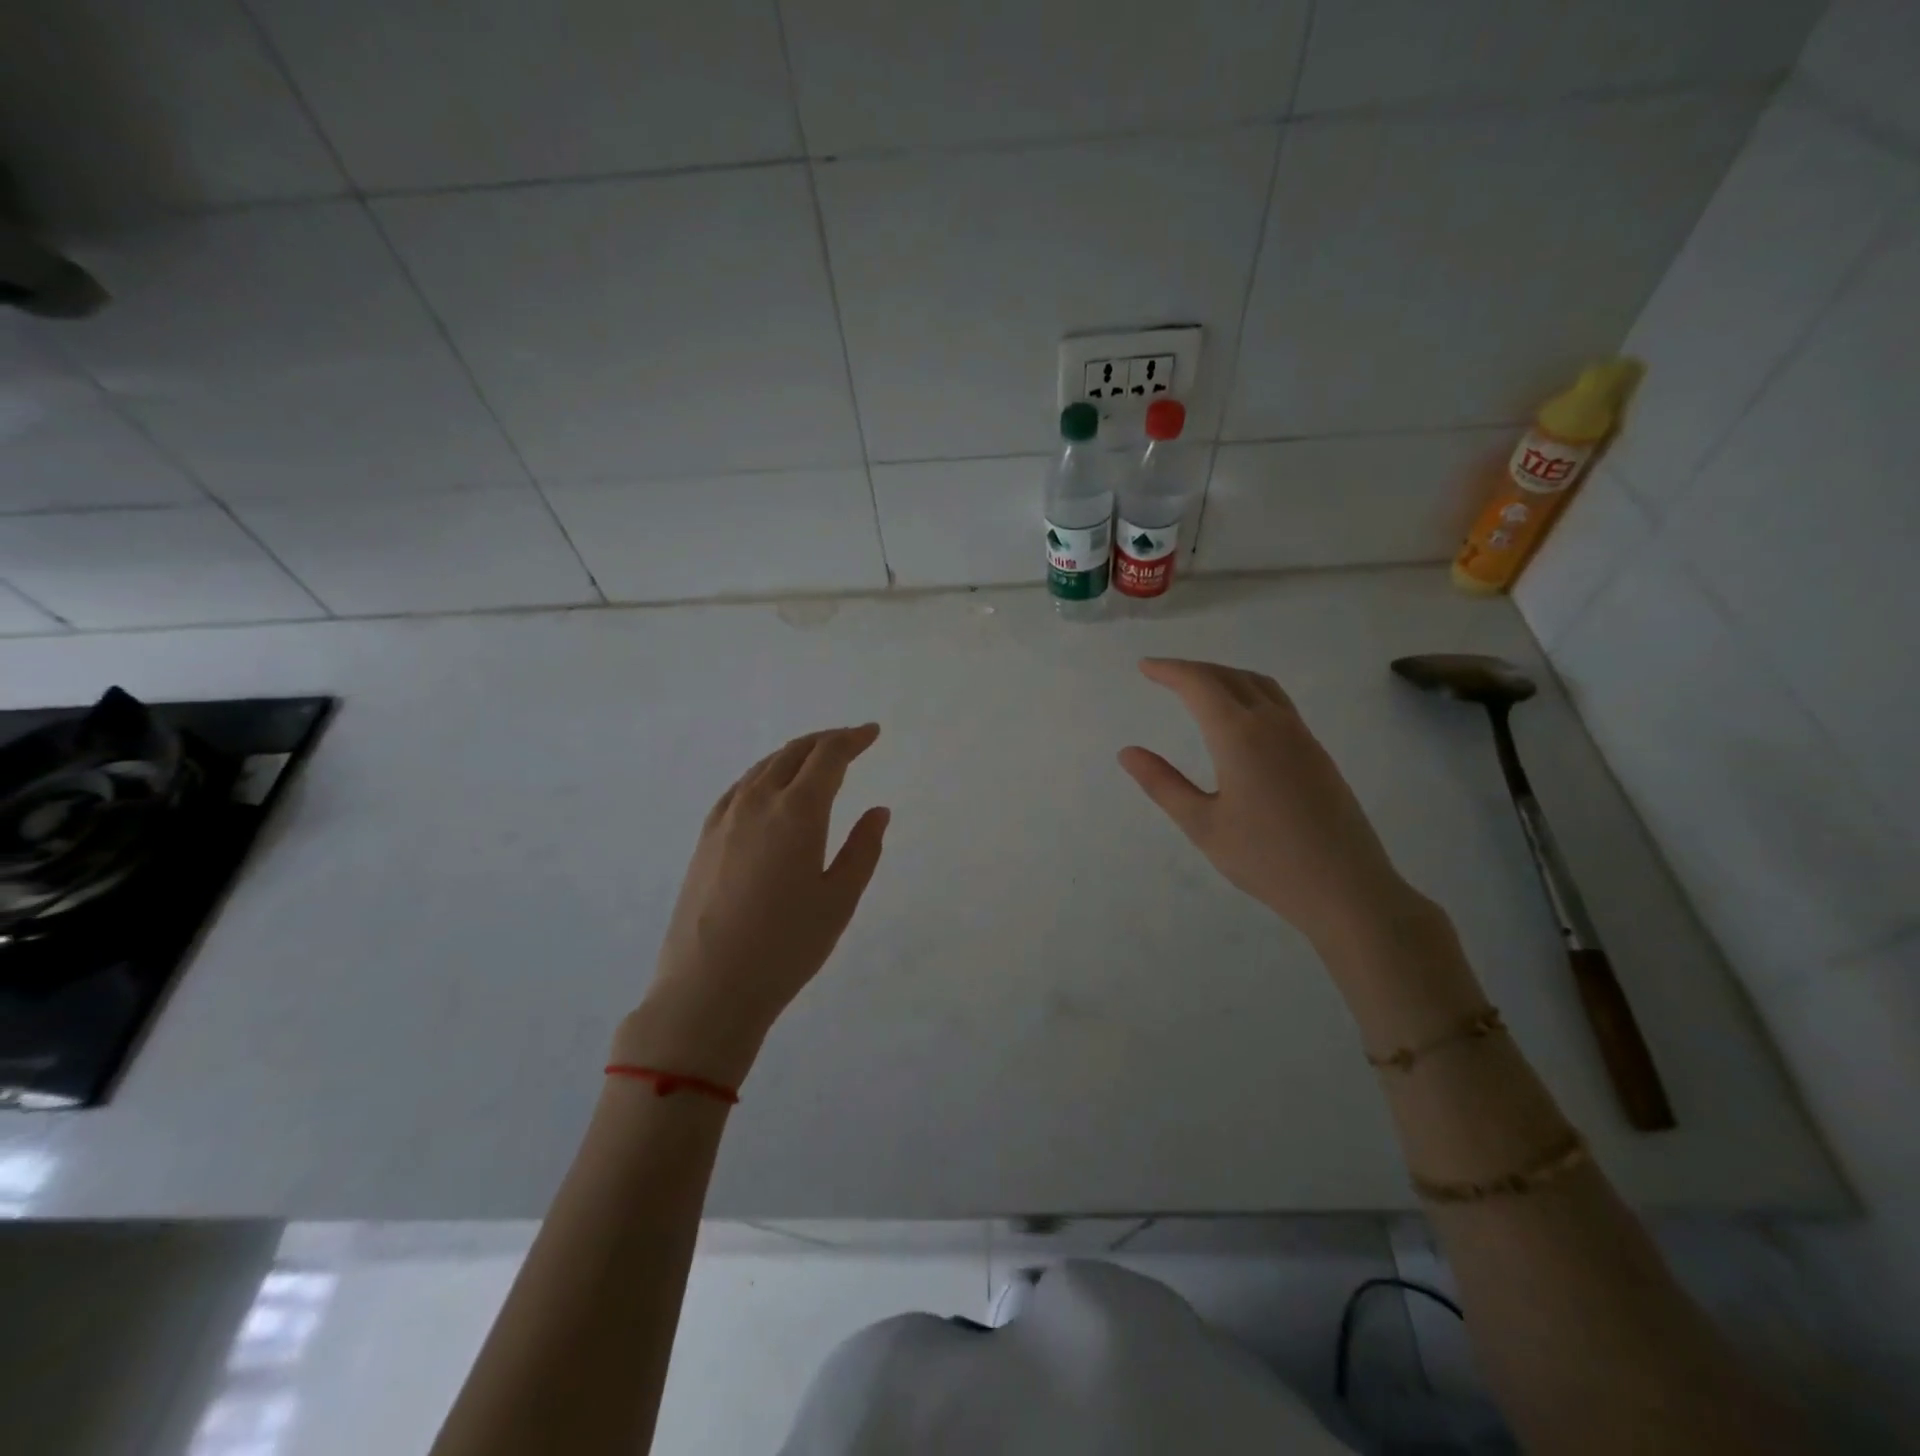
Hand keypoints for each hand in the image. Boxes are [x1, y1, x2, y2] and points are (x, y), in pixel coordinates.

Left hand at [617, 725, 889, 1085]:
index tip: (872, 733)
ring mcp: (725, 818)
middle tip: (851, 740)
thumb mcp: (839, 900)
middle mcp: (758, 802)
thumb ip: (862, 849)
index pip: (828, 756)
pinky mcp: (705, 838)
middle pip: (794, 752)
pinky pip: (741, 787)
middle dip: (826, 741)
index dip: (853, 739)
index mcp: (797, 812)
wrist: (707, 988)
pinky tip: (770, 788)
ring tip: (816, 759)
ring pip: (764, 766)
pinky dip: (765, 773)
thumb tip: (877, 811)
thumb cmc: (786, 947)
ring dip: (794, 754)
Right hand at [1118, 659, 1413, 947]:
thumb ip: (1162, 784)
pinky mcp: (1317, 753)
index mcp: (1240, 736)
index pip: (1200, 685)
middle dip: (1194, 670)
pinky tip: (1239, 717)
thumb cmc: (1265, 859)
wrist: (1346, 888)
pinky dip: (1248, 692)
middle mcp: (1273, 724)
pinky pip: (1278, 703)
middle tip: (1163, 674)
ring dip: (1224, 676)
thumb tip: (1128, 752)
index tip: (1144, 667)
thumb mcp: (1202, 824)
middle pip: (1230, 677)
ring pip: (1260, 686)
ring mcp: (1301, 737)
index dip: (1170, 671)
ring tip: (1198, 687)